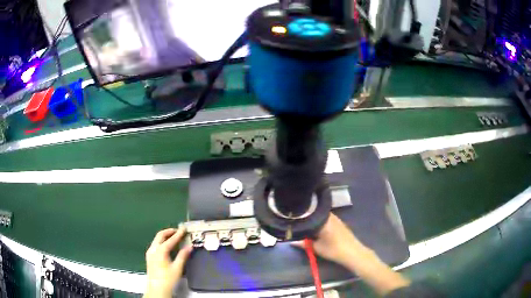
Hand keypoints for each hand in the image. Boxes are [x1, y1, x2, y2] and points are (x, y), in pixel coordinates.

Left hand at [145, 227, 192, 297]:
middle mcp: (153, 249)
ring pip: (156, 239)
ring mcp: (149, 252)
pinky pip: (155, 244)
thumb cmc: (168, 279)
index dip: (178, 234)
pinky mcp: (149, 257)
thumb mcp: (177, 268)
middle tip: (178, 231)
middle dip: (169, 232)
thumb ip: (183, 256)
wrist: (156, 288)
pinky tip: (167, 246)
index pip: (170, 239)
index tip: (184, 229)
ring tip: (173, 237)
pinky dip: (161, 241)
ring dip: (165, 236)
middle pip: (160, 235)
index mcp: (160, 251)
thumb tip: (189, 246)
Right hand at [293, 213, 410, 295]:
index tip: (293, 218)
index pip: (309, 212)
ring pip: (322, 216)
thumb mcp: (316, 248)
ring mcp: (336, 219)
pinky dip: (321, 222)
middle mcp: (330, 215)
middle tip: (297, 222)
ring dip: (314, 220)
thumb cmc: (333, 249)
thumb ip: (303, 243)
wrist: (352, 252)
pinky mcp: (340, 223)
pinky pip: (327, 219)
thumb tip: (291, 241)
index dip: (301, 215)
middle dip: (307, 218)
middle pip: (315, 213)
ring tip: (305, 225)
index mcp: (323, 219)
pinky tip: (317, 228)